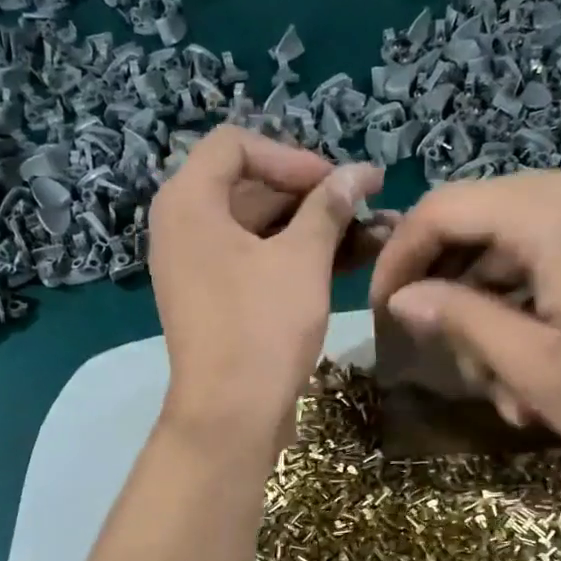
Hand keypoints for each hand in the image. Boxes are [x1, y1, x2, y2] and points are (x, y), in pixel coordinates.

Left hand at [151, 126, 385, 448]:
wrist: (231, 415)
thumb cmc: (261, 327)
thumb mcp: (302, 259)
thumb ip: (329, 207)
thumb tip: (359, 173)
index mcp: (189, 202)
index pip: (236, 145)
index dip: (292, 156)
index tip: (337, 183)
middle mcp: (185, 226)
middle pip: (252, 186)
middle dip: (314, 195)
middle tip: (367, 205)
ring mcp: (199, 266)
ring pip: (262, 228)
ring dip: (315, 228)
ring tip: (376, 233)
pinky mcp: (218, 299)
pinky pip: (258, 260)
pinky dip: (299, 257)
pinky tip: (351, 259)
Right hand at [369, 167, 560, 489]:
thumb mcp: (533, 367)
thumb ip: (458, 319)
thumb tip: (400, 297)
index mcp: (554, 210)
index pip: (443, 208)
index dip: (399, 257)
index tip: (380, 313)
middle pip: (477, 225)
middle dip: (451, 295)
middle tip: (451, 364)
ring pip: (512, 249)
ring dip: (492, 314)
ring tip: (502, 388)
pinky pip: (552, 259)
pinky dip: (529, 308)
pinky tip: (536, 372)